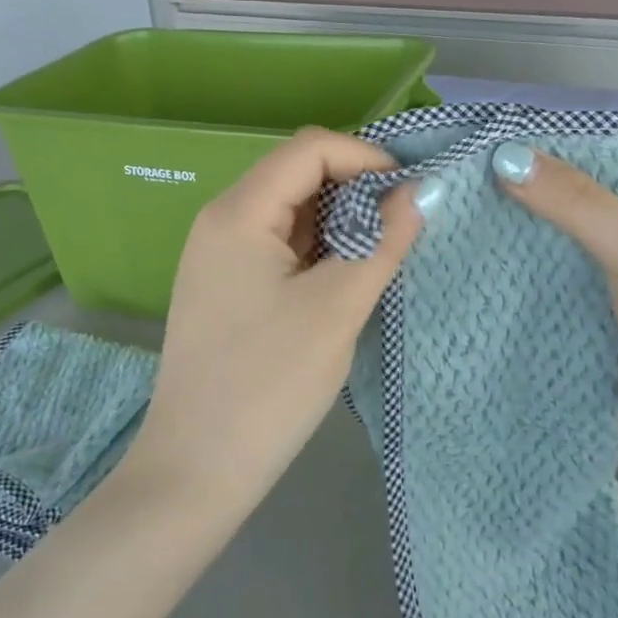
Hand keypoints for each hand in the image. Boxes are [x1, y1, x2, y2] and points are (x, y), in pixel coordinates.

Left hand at [130, 128, 426, 506]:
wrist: (196, 468)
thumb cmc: (268, 384)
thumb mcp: (338, 308)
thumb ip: (383, 242)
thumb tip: (420, 192)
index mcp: (238, 212)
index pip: (310, 149)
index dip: (366, 158)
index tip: (411, 194)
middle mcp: (221, 221)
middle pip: (298, 174)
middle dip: (356, 189)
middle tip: (404, 225)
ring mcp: (219, 255)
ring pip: (291, 212)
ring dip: (340, 221)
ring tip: (383, 252)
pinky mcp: (226, 286)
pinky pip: (278, 246)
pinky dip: (318, 249)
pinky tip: (347, 276)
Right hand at [492, 146, 617, 472]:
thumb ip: (573, 200)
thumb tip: (503, 157)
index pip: (604, 154)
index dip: (551, 145)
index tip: (490, 139)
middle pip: (577, 200)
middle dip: (527, 194)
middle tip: (460, 180)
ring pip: (563, 246)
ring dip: (522, 238)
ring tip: (455, 216)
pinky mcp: (605, 318)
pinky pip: (558, 287)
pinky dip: (526, 280)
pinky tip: (479, 266)